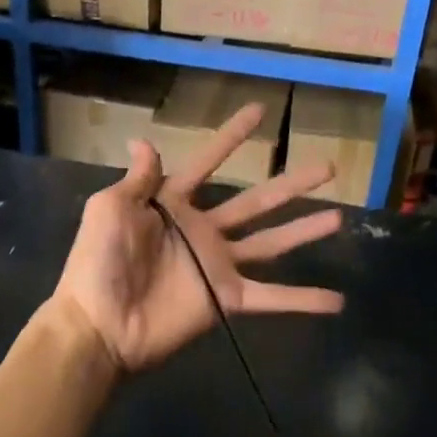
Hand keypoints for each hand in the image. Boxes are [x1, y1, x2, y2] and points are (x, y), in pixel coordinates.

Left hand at [50, 104, 344, 373]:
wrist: (100, 324)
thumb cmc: (98, 262)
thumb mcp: (109, 208)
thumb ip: (137, 179)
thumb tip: (143, 141)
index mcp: (173, 204)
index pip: (209, 162)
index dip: (232, 137)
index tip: (258, 111)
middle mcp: (202, 230)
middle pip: (256, 201)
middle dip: (290, 184)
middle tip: (328, 166)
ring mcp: (218, 265)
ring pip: (271, 242)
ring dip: (304, 231)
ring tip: (339, 216)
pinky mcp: (227, 299)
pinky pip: (272, 297)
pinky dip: (303, 300)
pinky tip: (336, 299)